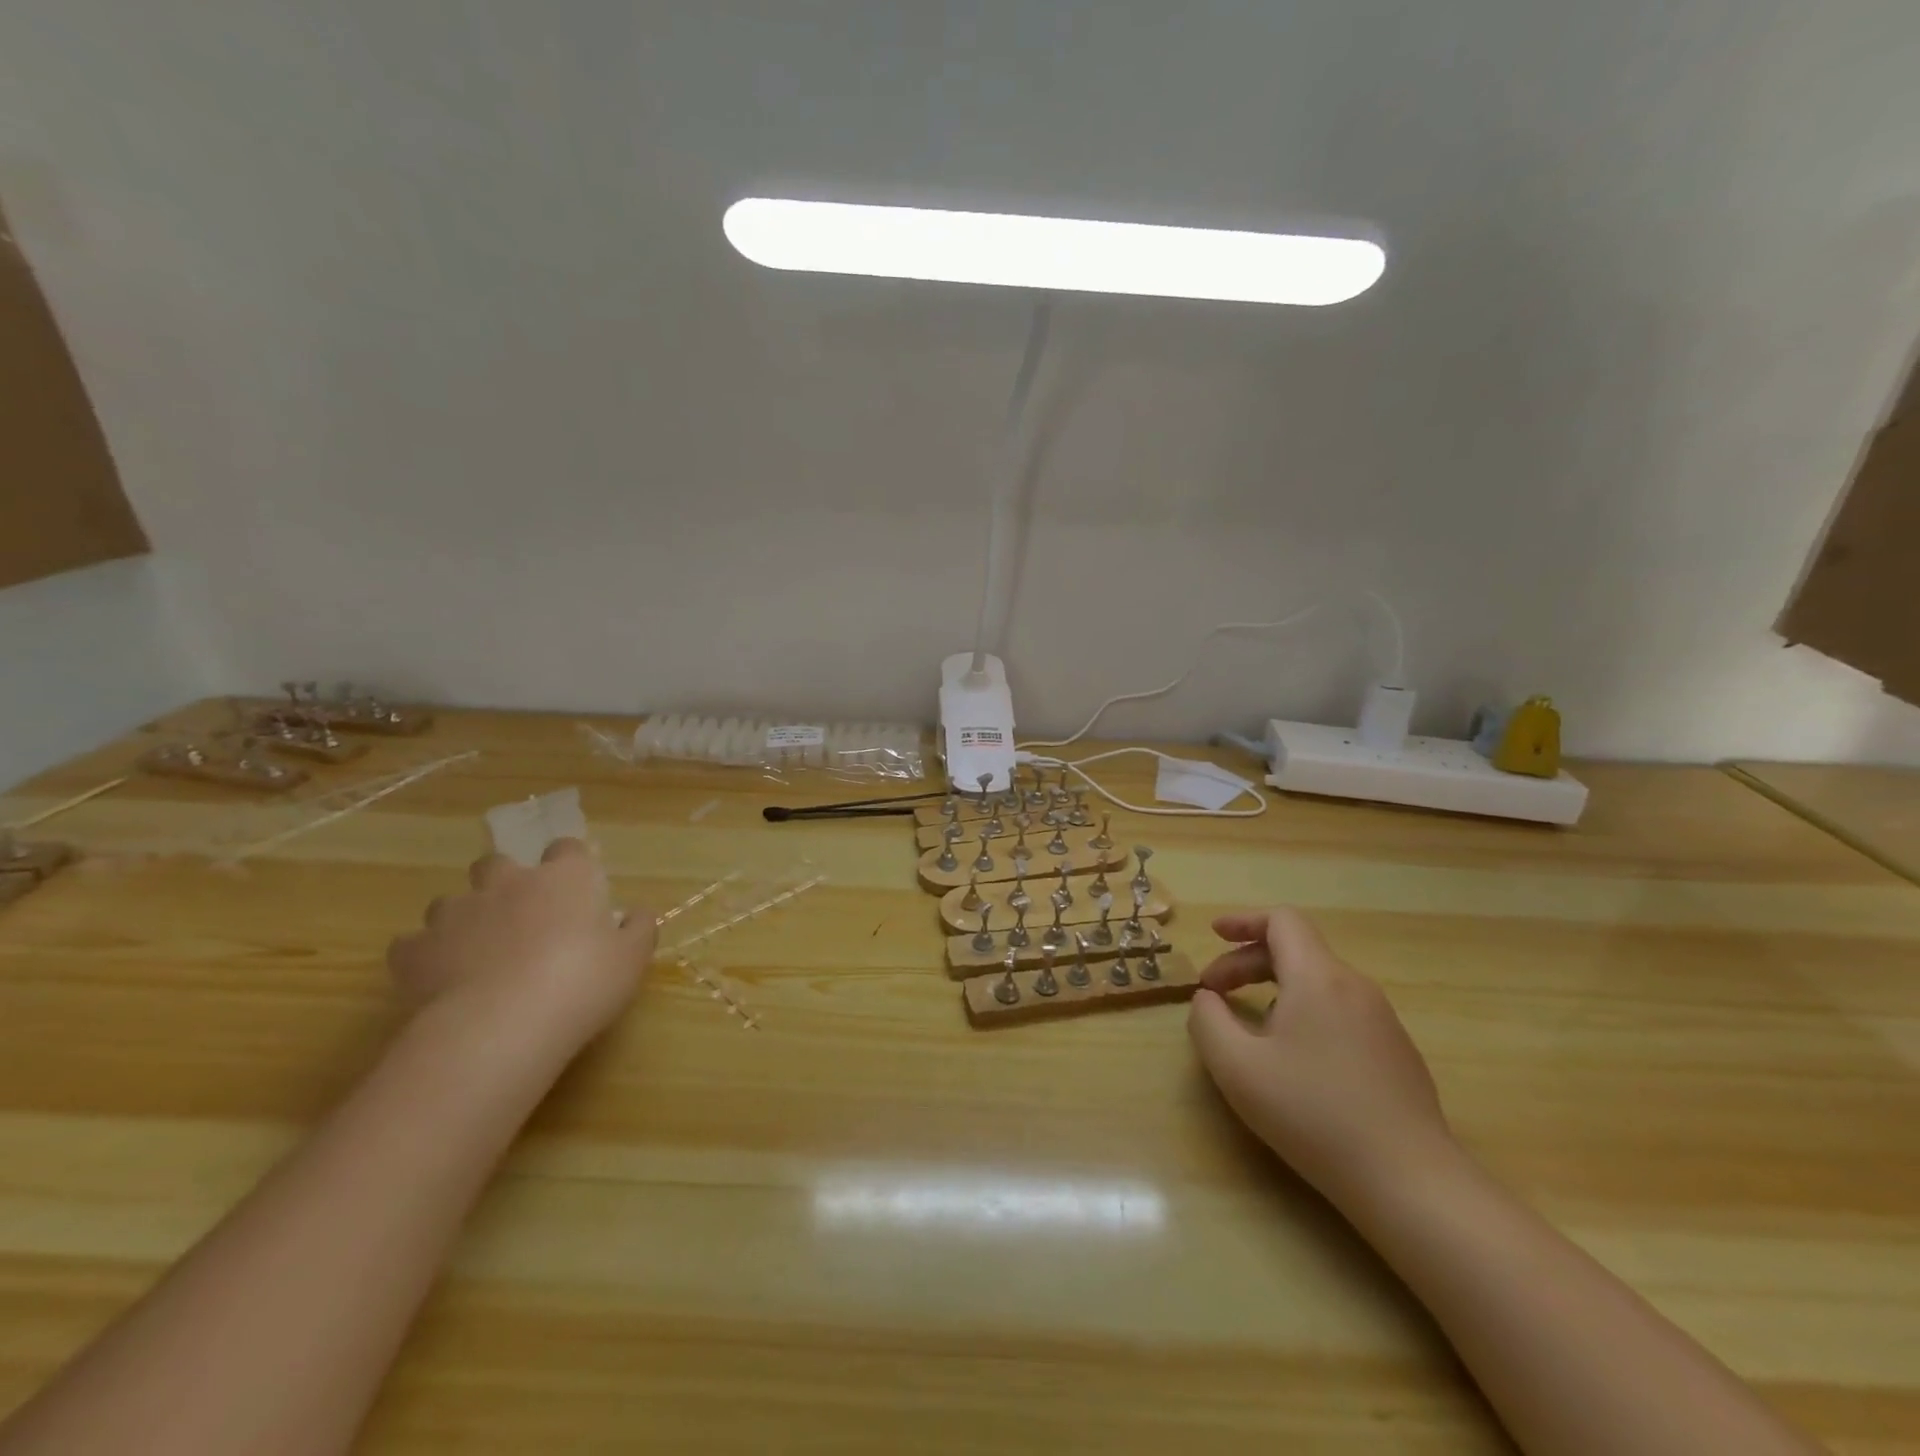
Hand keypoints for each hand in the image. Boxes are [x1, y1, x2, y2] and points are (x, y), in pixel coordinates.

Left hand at [386, 839, 655, 1061]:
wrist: (503, 1025)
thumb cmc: (583, 982)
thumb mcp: (632, 958)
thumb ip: (638, 928)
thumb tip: (636, 913)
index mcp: (565, 877)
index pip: (567, 848)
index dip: (571, 864)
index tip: (577, 889)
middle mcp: (509, 882)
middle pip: (498, 863)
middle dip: (504, 881)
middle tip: (520, 917)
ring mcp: (457, 913)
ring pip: (451, 901)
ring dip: (463, 918)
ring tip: (477, 952)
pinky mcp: (416, 951)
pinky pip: (413, 945)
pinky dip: (423, 957)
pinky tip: (438, 980)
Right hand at [1187, 908, 1454, 1211]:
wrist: (1411, 1182)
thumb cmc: (1314, 1115)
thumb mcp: (1237, 1068)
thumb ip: (1207, 1021)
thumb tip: (1207, 1000)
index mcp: (1318, 977)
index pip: (1281, 921)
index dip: (1243, 921)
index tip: (1213, 935)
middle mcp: (1354, 986)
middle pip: (1296, 950)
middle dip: (1247, 962)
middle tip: (1213, 993)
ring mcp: (1382, 1019)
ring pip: (1318, 982)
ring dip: (1274, 988)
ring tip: (1249, 1027)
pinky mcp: (1397, 1052)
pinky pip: (1340, 1010)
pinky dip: (1305, 1012)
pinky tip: (1295, 1058)